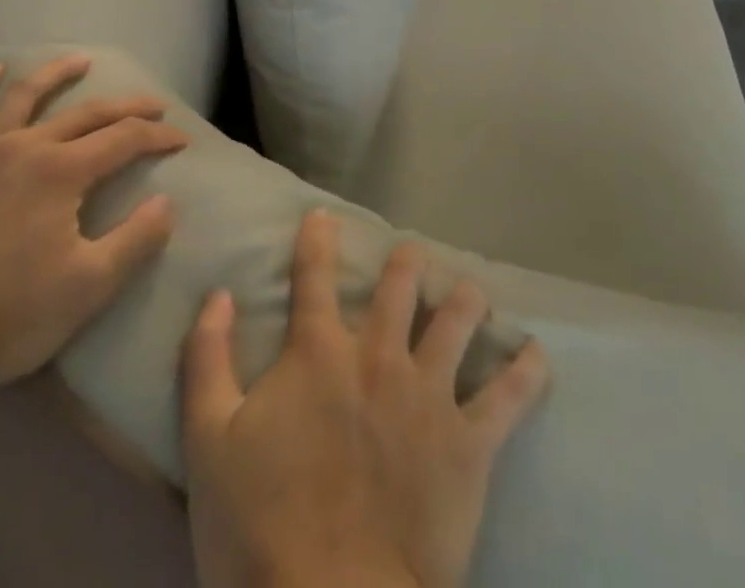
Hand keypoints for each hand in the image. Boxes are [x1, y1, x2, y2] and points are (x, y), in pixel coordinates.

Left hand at [0, 56, 187, 386]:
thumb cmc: (6, 314)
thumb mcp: (87, 288)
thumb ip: (135, 241)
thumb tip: (168, 203)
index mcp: (64, 172)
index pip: (125, 139)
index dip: (158, 136)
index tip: (182, 139)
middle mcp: (26, 146)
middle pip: (86, 113)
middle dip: (127, 106)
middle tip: (155, 104)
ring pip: (24, 96)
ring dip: (57, 75)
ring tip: (80, 61)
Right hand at [182, 212, 549, 587]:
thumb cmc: (262, 527)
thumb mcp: (208, 442)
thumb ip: (207, 359)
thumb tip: (218, 294)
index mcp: (319, 353)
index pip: (314, 277)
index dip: (317, 240)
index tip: (323, 216)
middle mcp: (379, 356)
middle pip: (400, 286)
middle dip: (407, 262)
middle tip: (412, 254)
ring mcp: (428, 394)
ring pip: (458, 321)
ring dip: (466, 299)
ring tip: (471, 291)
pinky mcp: (468, 443)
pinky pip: (509, 398)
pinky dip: (526, 372)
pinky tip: (537, 354)